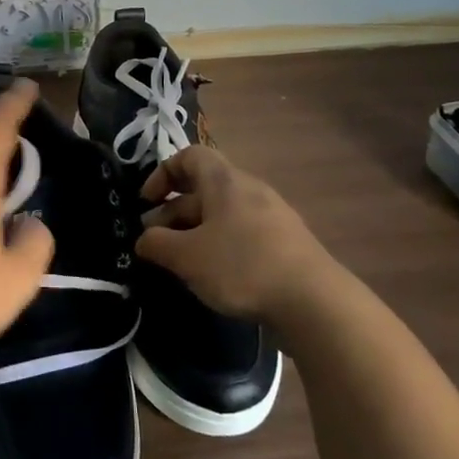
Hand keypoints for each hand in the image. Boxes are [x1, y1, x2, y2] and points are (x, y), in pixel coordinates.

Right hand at [136, 146, 342, 332]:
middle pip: (203, 189)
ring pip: (221, 214)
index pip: (189, 156)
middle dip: (172, 212)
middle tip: (154, 242)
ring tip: (179, 262)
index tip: (146, 202)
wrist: (314, 302)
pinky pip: (241, 233)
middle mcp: (249, 190)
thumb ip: (157, 244)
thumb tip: (144, 239)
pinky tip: (213, 275)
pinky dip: (219, 246)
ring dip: (194, 232)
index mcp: (225, 181)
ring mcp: (271, 217)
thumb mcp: (186, 257)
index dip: (162, 173)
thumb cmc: (241, 266)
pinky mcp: (284, 244)